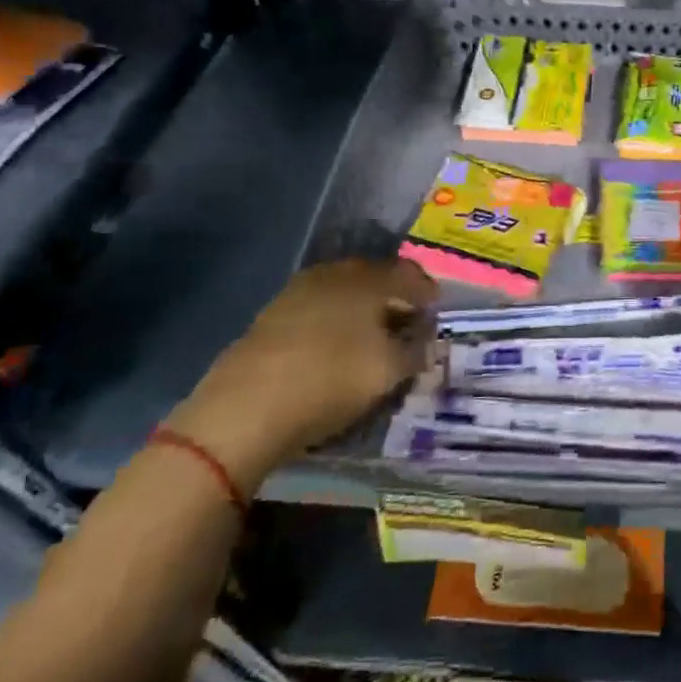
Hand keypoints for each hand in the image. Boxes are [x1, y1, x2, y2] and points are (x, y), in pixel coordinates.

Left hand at [164, 258, 435, 493]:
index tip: (435, 308)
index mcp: (368, 280)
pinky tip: (335, 343)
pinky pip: (317, 309)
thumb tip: (426, 340)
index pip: (408, 274)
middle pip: (374, 278)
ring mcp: (298, 292)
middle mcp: (334, 275)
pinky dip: (334, 321)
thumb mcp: (388, 371)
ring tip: (372, 333)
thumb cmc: (331, 380)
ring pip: (343, 292)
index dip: (426, 291)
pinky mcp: (271, 316)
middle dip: (394, 295)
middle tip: (407, 318)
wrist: (245, 407)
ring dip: (361, 308)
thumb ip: (415, 351)